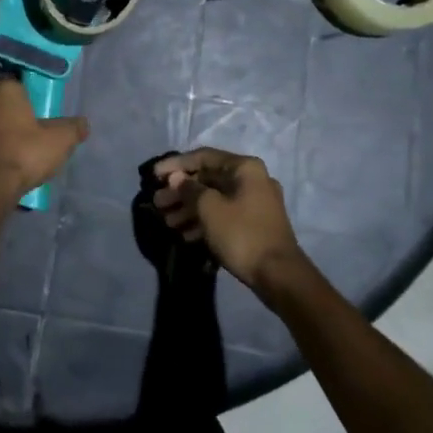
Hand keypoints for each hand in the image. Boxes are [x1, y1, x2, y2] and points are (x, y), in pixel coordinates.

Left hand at [0, 78, 87, 200]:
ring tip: (18, 143)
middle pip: (1, 99)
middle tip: (31, 124)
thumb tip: (83, 124)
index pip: (16, 80)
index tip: (39, 104)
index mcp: (4, 89)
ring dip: (0, 127)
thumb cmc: (26, 152)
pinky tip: (5, 156)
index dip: (28, 91)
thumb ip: (74, 127)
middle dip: (13, 109)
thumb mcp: (61, 139)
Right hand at [151, 148, 306, 293]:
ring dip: (189, 208)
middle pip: (208, 178)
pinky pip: (224, 214)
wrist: (279, 275)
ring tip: (167, 221)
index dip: (175, 164)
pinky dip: (204, 221)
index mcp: (245, 168)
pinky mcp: (254, 223)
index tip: (154, 175)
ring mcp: (256, 202)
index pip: (203, 157)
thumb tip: (176, 178)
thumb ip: (189, 189)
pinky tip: (185, 234)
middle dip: (180, 191)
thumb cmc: (241, 234)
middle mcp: (252, 179)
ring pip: (215, 198)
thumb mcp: (209, 209)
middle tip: (158, 203)